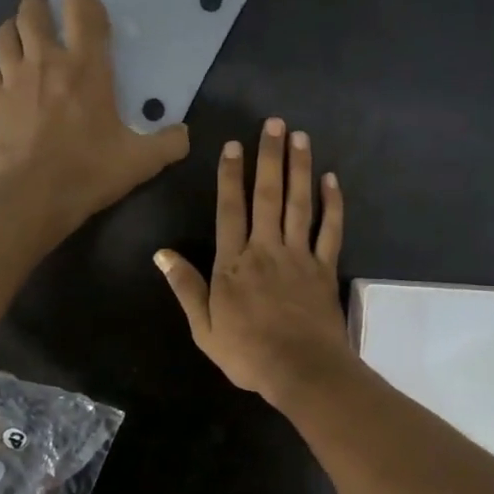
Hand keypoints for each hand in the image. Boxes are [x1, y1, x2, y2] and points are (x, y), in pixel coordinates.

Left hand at [0, 0, 188, 239]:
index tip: (94, 24)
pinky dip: (3, 72)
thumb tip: (184, 134)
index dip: (87, 6)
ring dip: (17, 32)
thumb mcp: (141, 161)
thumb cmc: (89, 172)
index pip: (81, 7)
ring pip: (5, 33)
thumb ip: (169, 144)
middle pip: (32, 8)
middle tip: (55, 27)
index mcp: (85, 66)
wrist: (33, 198)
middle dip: (42, 9)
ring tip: (29, 46)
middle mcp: (46, 61)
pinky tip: (14, 87)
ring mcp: (14, 79)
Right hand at [154, 118, 353, 405]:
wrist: (300, 370)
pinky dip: (332, 204)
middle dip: (269, 158)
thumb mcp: (203, 327)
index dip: (230, 176)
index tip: (233, 145)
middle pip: (267, 196)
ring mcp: (299, 256)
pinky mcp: (325, 268)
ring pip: (298, 204)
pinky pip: (330, 230)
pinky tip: (331, 180)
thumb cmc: (247, 352)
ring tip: (300, 137)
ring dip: (299, 169)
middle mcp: (266, 249)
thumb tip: (161, 254)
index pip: (230, 210)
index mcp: (233, 263)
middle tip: (274, 124)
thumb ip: (185, 287)